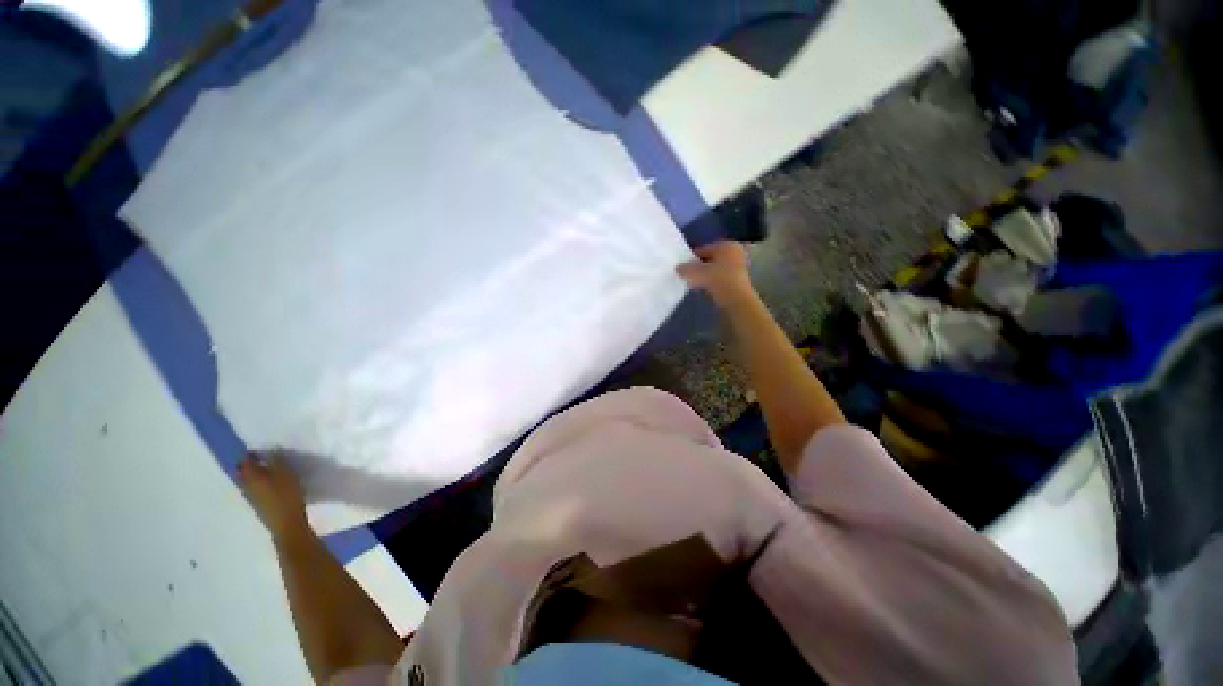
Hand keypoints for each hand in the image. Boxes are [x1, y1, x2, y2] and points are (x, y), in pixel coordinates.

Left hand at [238, 452, 309, 541]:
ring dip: (254, 475)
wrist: (287, 525)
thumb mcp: (287, 475)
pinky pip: (253, 490)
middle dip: (249, 465)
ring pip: (247, 482)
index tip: (259, 448)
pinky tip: (268, 484)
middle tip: (261, 458)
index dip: (250, 454)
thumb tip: (271, 449)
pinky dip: (258, 484)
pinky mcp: (257, 505)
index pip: (246, 461)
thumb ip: (278, 462)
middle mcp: (247, 486)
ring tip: (266, 470)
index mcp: (252, 477)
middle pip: (243, 472)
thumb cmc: (288, 497)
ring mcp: (251, 498)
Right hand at [677, 241, 754, 306]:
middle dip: (699, 266)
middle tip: (688, 275)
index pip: (703, 249)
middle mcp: (735, 252)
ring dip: (706, 275)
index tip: (682, 267)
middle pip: (710, 259)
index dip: (691, 258)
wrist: (735, 300)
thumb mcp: (696, 272)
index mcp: (726, 245)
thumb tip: (678, 268)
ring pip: (716, 269)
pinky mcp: (739, 281)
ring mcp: (739, 267)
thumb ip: (685, 268)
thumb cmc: (717, 279)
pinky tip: (704, 289)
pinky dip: (712, 282)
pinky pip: (721, 279)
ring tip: (694, 283)